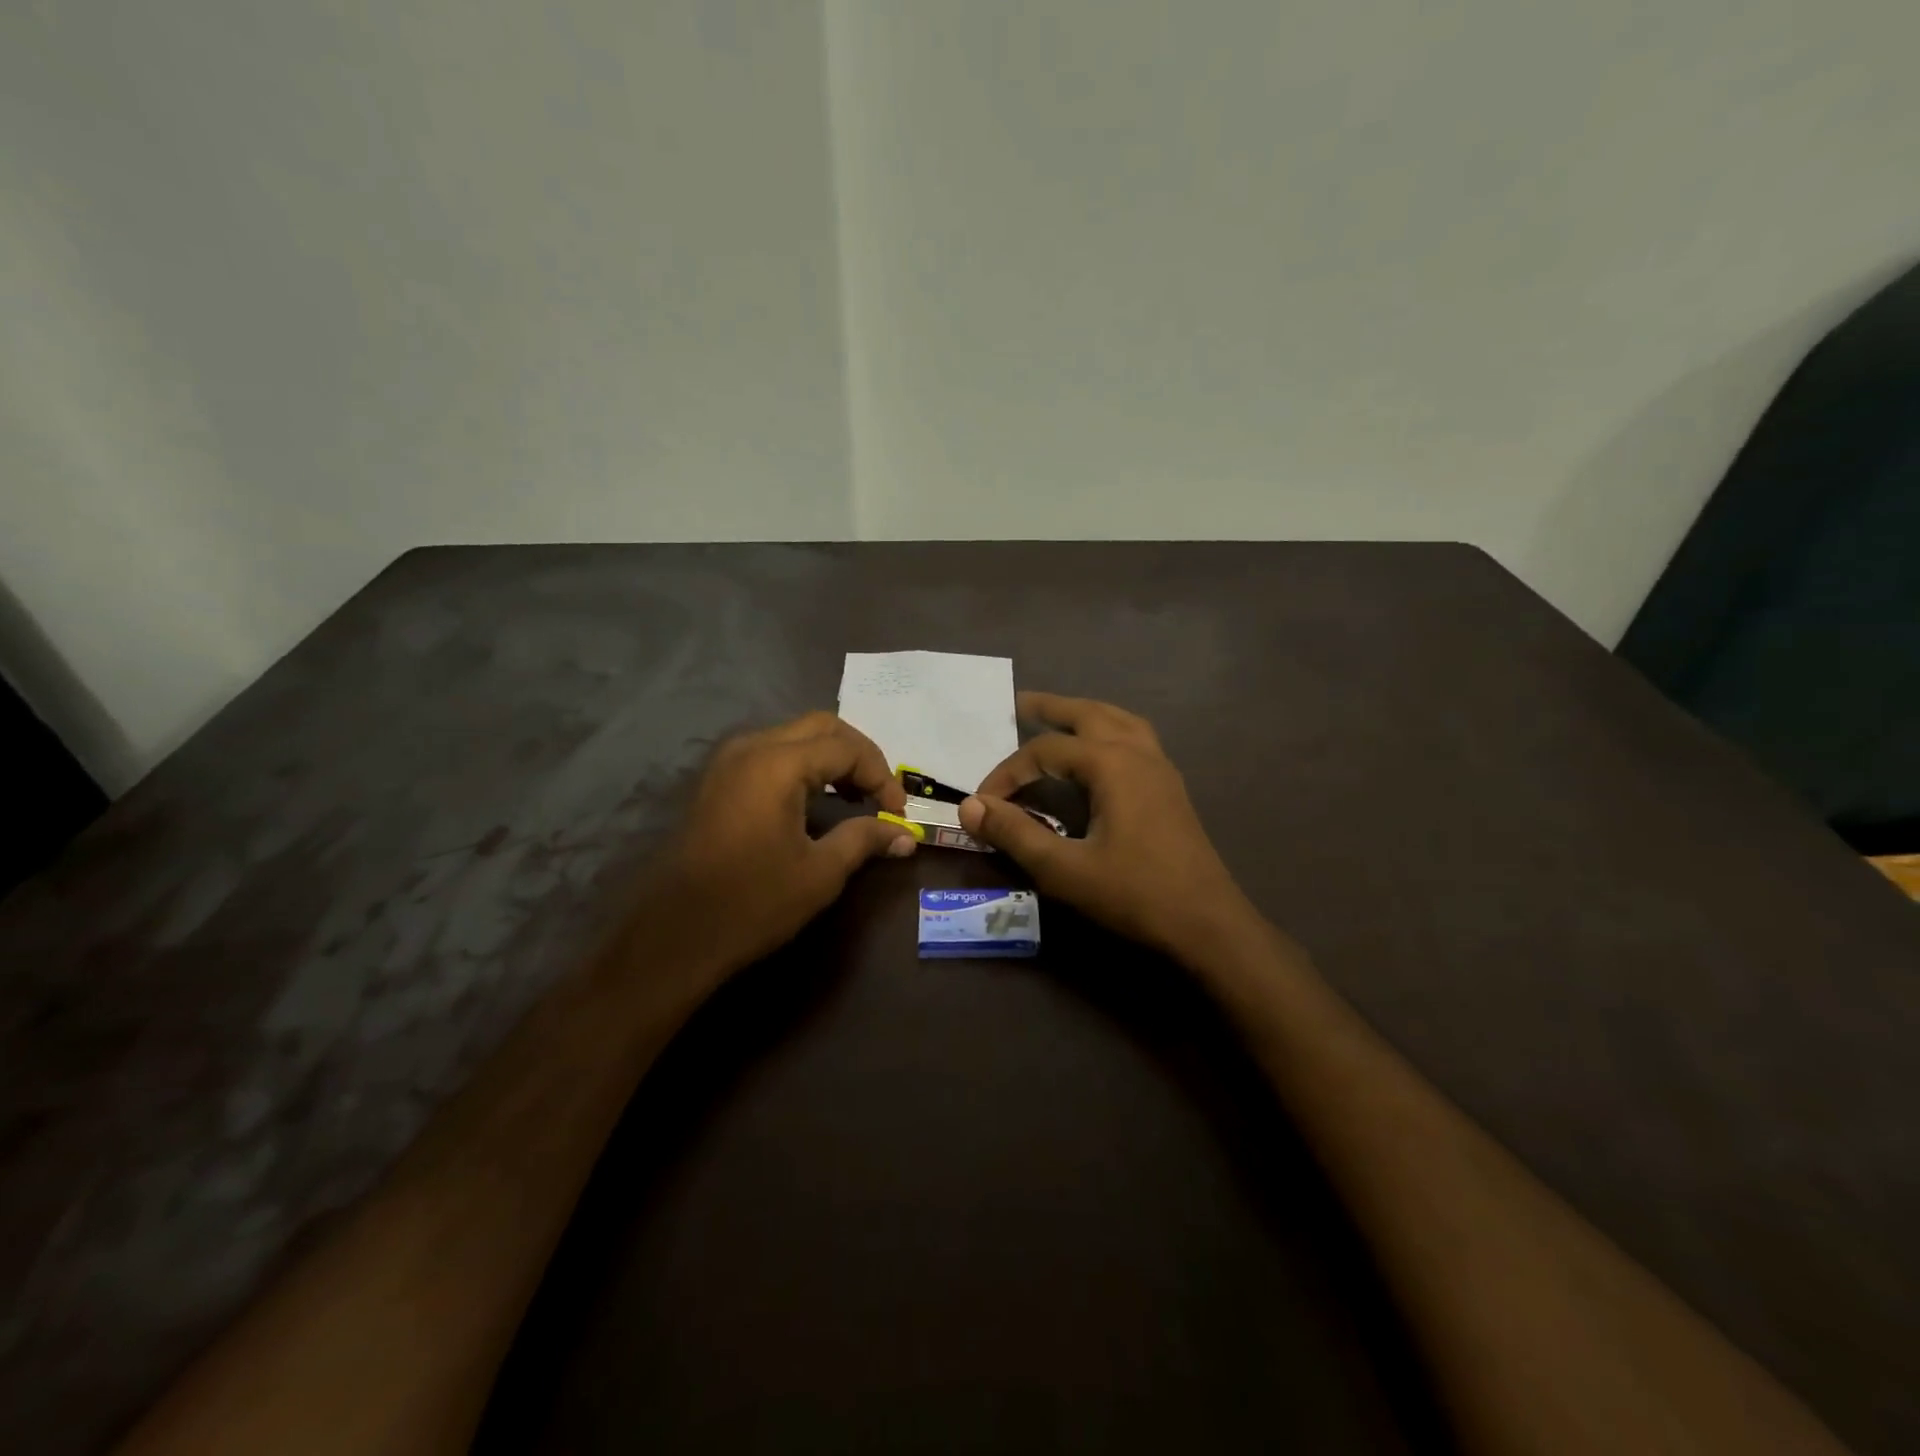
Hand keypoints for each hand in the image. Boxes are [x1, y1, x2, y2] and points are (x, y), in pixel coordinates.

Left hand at [638, 712, 915, 984]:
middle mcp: (751, 748)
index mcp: (777, 763)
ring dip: (831, 758)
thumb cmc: (753, 902)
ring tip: (855, 797)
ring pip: (794, 736)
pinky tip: (817, 800)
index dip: (881, 776)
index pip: (846, 747)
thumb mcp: (820, 872)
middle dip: (859, 755)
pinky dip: (803, 766)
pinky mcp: (718, 780)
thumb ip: (865, 839)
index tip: (898, 813)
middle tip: (880, 794)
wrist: (676, 935)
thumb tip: (906, 837)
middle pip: (821, 727)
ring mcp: (729, 761)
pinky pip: (771, 753)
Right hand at [958, 693, 1256, 954]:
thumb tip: (970, 806)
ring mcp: (1160, 767)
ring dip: (1084, 714)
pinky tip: (1100, 753)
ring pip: (1118, 720)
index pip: (1043, 752)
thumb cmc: (1134, 894)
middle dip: (1051, 708)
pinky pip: (1136, 738)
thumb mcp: (1064, 869)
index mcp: (1111, 764)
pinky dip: (1109, 730)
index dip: (1007, 773)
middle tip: (1019, 703)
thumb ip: (1015, 834)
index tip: (983, 803)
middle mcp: (1137, 752)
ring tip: (1059, 718)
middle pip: (1087, 714)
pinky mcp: (1170, 787)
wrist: (1208, 924)